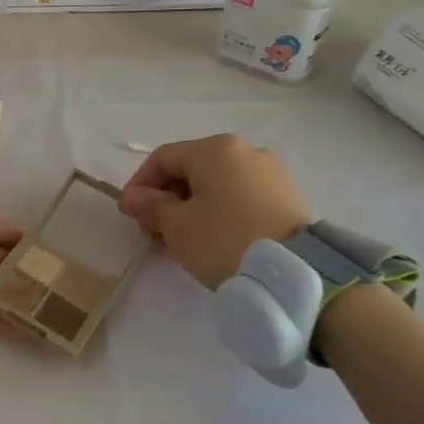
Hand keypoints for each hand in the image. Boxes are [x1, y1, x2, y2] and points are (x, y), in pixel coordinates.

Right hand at [119, 135, 313, 288]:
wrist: (295, 273)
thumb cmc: (225, 240)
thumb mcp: (177, 226)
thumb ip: (151, 206)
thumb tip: (135, 197)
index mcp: (215, 149)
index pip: (163, 158)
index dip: (139, 184)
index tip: (129, 214)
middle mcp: (245, 151)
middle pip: (191, 170)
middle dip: (166, 199)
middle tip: (153, 232)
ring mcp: (271, 173)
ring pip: (216, 185)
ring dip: (191, 209)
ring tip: (181, 242)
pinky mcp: (287, 197)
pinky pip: (240, 198)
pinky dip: (218, 213)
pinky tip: (211, 241)